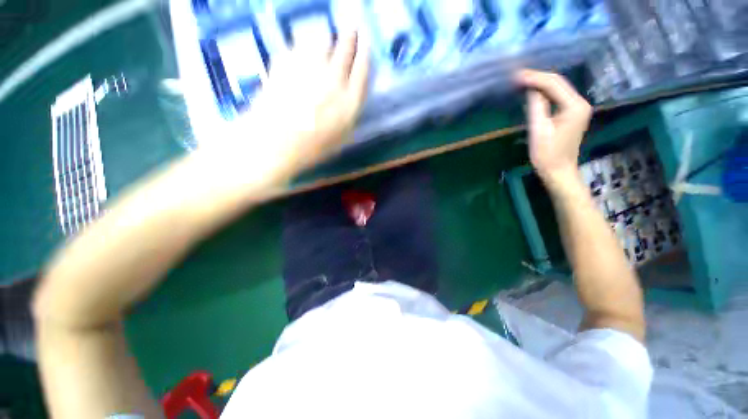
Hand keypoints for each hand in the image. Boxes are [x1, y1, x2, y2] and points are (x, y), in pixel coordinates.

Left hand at [246, 31, 369, 173]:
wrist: (274, 142)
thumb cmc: (312, 149)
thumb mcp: (340, 138)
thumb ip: (349, 114)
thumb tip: (351, 96)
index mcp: (349, 102)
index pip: (362, 71)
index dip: (365, 54)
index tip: (365, 44)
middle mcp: (333, 80)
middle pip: (345, 48)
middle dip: (350, 36)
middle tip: (351, 29)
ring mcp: (309, 68)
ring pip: (322, 39)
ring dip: (327, 37)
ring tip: (326, 38)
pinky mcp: (286, 61)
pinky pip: (299, 44)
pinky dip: (304, 44)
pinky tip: (303, 49)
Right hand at [515, 70, 592, 182]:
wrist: (559, 170)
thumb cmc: (547, 154)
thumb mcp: (539, 130)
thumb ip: (536, 106)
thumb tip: (531, 88)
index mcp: (574, 106)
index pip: (554, 83)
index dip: (535, 77)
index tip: (516, 75)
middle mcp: (580, 102)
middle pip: (558, 83)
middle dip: (538, 77)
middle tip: (517, 76)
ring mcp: (577, 108)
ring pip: (558, 88)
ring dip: (540, 83)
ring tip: (522, 81)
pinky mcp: (572, 113)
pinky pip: (558, 96)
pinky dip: (545, 92)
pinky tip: (533, 91)